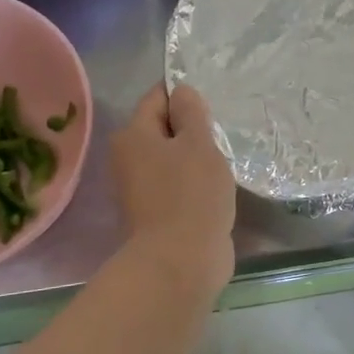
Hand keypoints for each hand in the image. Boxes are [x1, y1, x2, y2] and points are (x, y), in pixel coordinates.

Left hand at [112, 83, 236, 297]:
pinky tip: (216, 187)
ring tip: (224, 160)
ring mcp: (141, 189)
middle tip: (223, 133)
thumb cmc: (191, 194)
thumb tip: (182, 91)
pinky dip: (195, 183)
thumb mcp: (198, 143)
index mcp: (133, 135)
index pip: (158, 97)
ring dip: (196, 158)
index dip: (185, 96)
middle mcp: (129, 158)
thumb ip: (192, 113)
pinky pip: (177, 185)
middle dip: (192, 129)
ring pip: (172, 159)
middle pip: (163, 129)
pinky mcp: (156, 213)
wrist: (180, 262)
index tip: (214, 105)